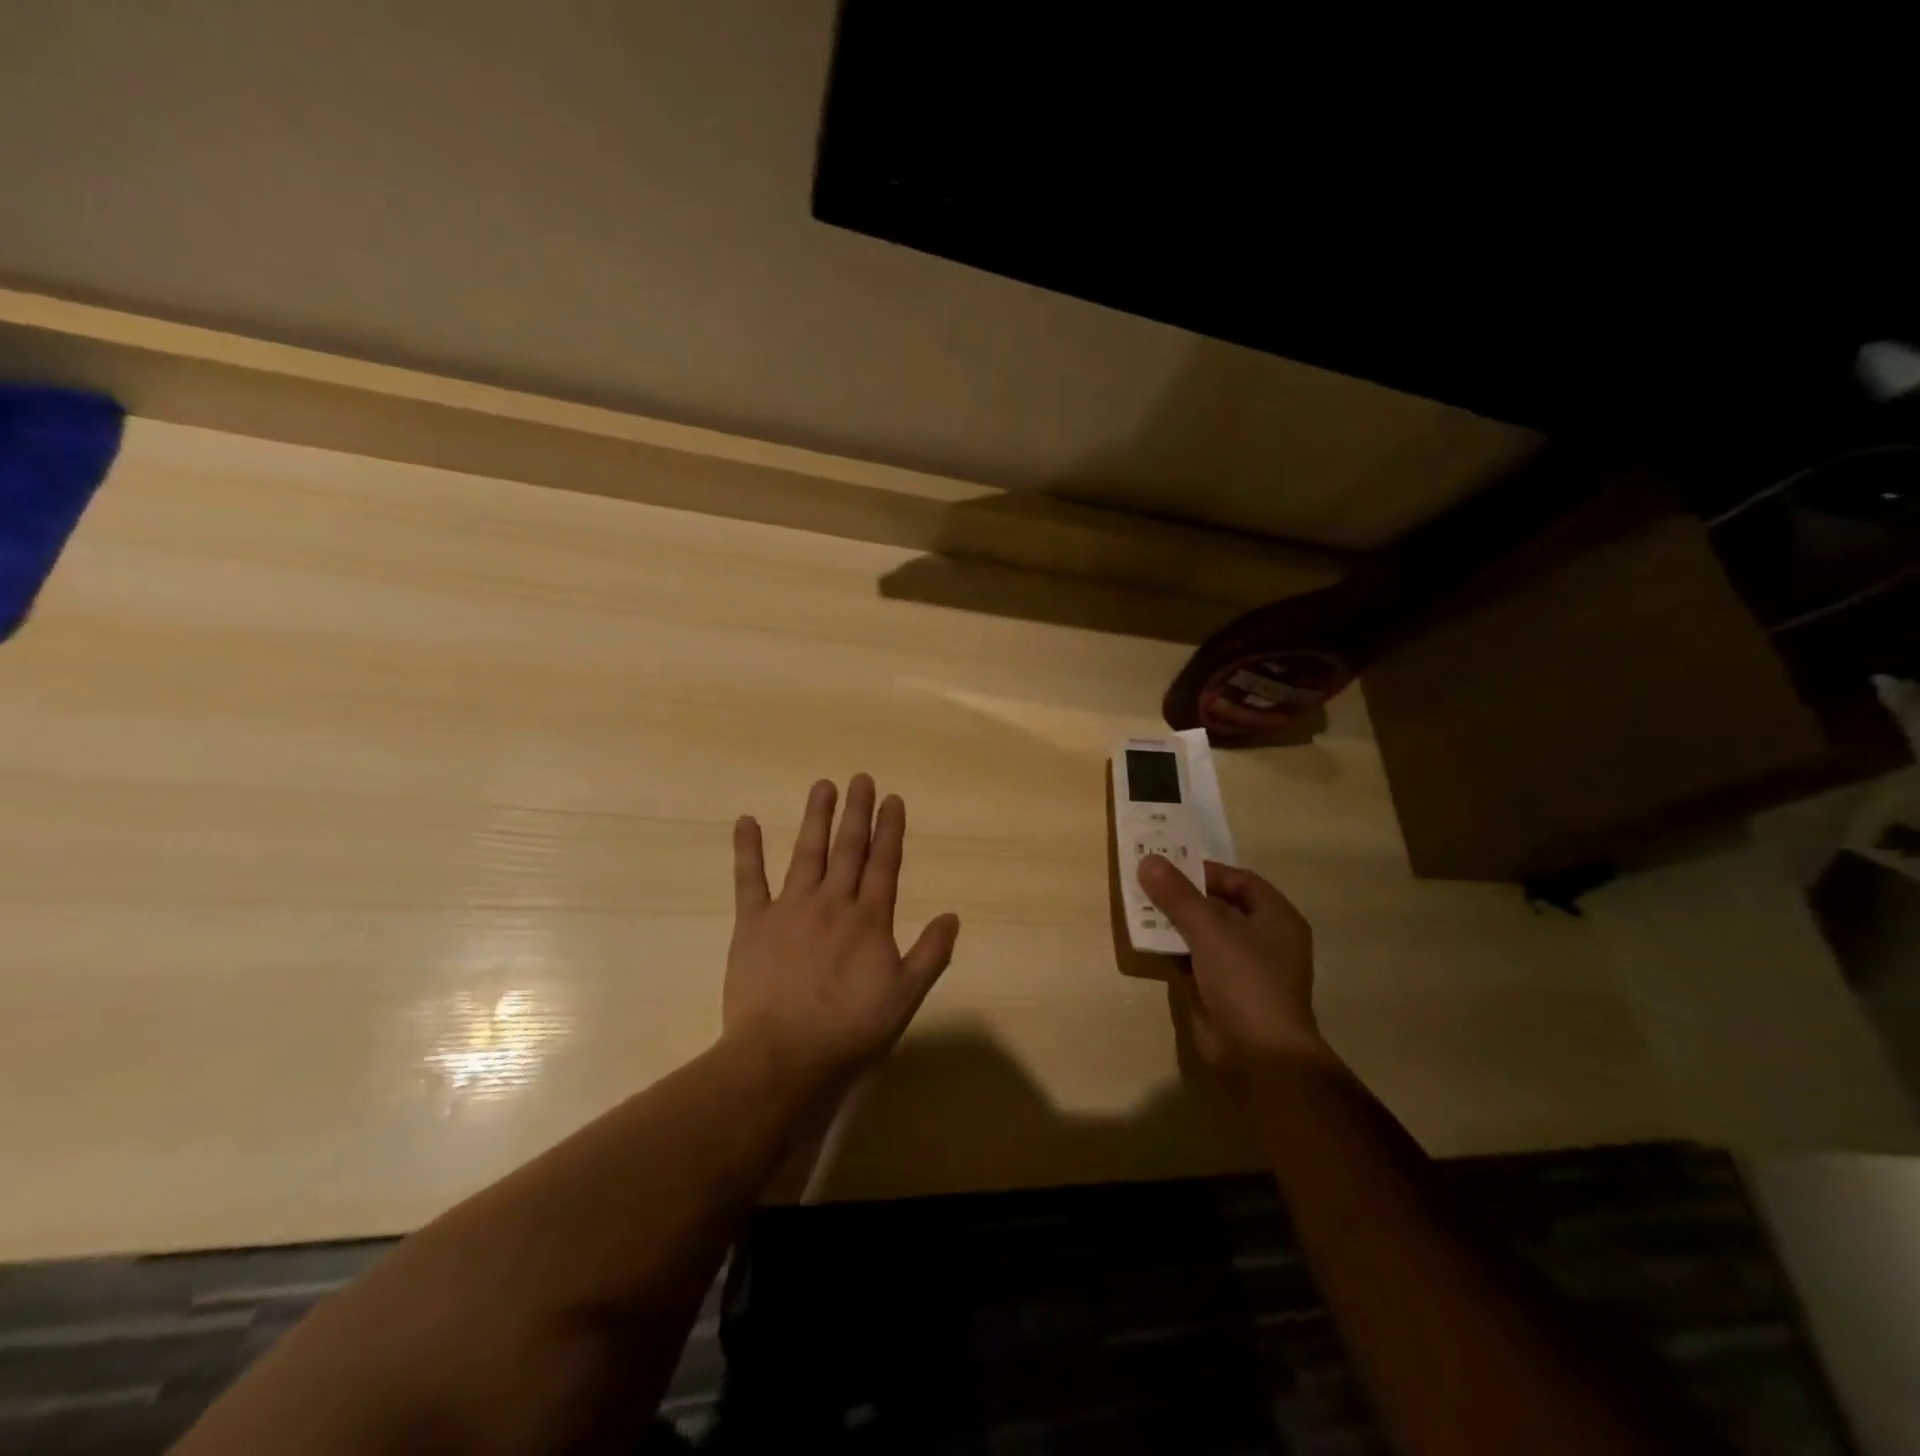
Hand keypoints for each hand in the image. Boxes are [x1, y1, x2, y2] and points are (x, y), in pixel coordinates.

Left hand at [724, 775, 960, 1085]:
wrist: (783, 1057)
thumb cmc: (850, 1031)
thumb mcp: (905, 998)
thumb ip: (931, 955)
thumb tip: (952, 916)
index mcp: (869, 919)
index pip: (884, 863)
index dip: (890, 829)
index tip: (892, 799)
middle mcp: (833, 902)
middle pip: (848, 848)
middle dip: (856, 812)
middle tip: (860, 778)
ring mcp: (790, 908)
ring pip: (807, 853)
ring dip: (816, 817)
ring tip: (822, 785)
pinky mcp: (753, 923)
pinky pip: (749, 879)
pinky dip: (747, 849)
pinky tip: (746, 820)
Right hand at [1138, 856, 1329, 1086]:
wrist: (1259, 1056)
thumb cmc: (1245, 980)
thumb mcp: (1209, 928)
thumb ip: (1177, 894)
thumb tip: (1147, 860)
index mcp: (1276, 918)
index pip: (1239, 881)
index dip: (1205, 871)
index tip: (1168, 868)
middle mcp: (1264, 941)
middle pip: (1220, 907)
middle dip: (1185, 896)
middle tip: (1148, 884)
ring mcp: (1244, 970)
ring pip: (1205, 936)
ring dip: (1175, 924)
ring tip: (1140, 910)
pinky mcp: (1223, 994)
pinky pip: (1196, 962)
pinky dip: (1175, 952)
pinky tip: (1149, 944)